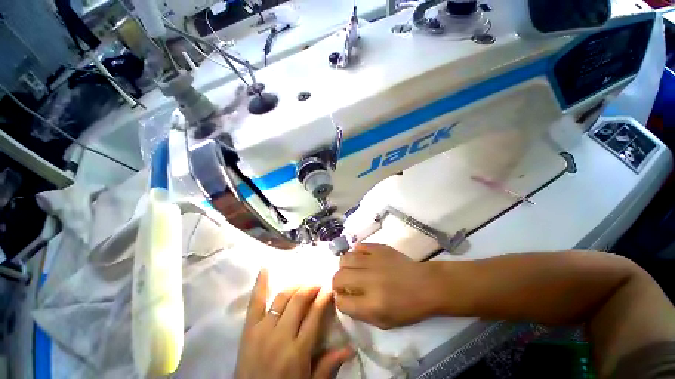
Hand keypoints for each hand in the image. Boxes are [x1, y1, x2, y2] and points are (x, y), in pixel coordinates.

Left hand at [235, 270, 353, 378]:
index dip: (323, 298)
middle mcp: (281, 335)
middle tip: (318, 284)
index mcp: (298, 350)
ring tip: (303, 283)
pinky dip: (260, 284)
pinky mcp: (249, 329)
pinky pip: (255, 302)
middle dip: (311, 288)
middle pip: (299, 301)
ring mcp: (263, 330)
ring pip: (282, 297)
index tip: (329, 288)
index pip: (315, 314)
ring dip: (295, 286)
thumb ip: (329, 365)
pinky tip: (264, 268)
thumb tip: (351, 348)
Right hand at [332, 244, 443, 328]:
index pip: (341, 302)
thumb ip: (360, 312)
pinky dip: (356, 253)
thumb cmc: (408, 307)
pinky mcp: (379, 248)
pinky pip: (359, 246)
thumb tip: (343, 298)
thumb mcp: (384, 321)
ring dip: (344, 266)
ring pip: (345, 259)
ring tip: (352, 270)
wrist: (426, 284)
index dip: (340, 301)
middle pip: (338, 277)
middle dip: (337, 283)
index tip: (345, 298)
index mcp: (372, 304)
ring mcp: (374, 261)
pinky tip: (362, 259)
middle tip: (345, 284)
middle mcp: (369, 280)